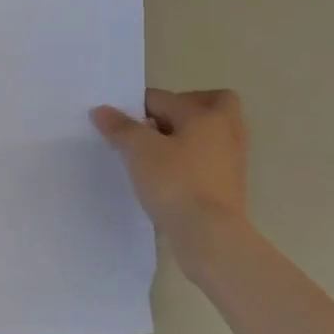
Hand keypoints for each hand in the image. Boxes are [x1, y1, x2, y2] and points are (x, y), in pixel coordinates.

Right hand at [91, 89, 249, 248]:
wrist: (210, 235)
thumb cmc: (176, 183)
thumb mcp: (139, 151)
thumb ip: (120, 128)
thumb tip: (101, 110)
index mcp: (206, 115)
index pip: (165, 98)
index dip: (137, 106)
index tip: (117, 123)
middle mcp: (226, 132)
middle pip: (212, 104)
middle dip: (184, 107)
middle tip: (156, 124)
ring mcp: (232, 160)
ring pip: (213, 134)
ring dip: (189, 136)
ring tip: (158, 152)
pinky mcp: (230, 186)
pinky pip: (211, 159)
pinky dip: (193, 159)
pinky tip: (169, 175)